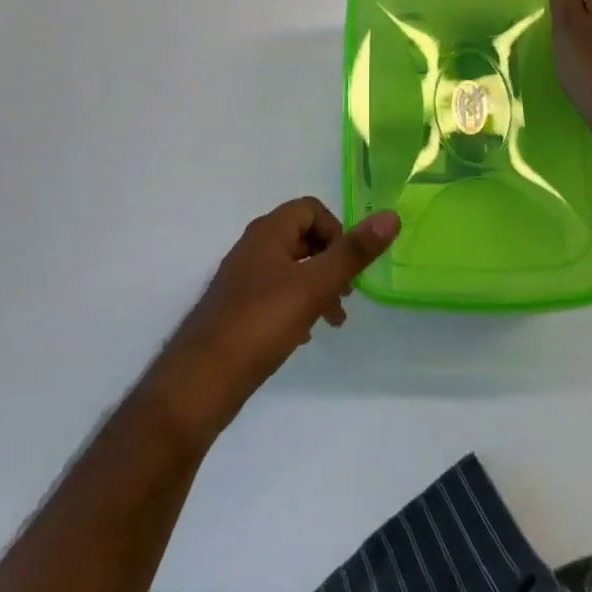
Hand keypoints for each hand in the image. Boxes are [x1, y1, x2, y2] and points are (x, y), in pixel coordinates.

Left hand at [143, 199, 398, 443]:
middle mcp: (253, 247)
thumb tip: (391, 216)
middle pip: (302, 237)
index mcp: (268, 232)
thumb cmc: (260, 325)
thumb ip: (353, 253)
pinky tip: (303, 336)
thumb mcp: (314, 286)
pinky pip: (276, 295)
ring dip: (317, 287)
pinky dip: (296, 306)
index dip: (336, 231)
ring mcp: (242, 279)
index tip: (349, 267)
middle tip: (347, 297)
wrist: (200, 382)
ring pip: (290, 269)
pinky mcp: (237, 310)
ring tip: (332, 322)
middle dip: (331, 262)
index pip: (310, 209)